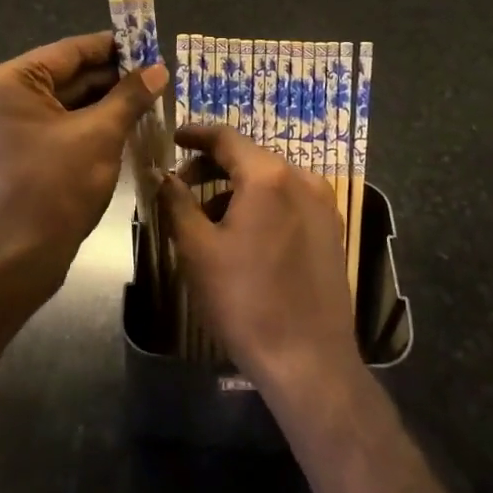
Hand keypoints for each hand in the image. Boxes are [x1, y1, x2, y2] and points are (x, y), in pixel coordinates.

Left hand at [0, 31, 167, 317]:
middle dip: (110, 77)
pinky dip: (84, 123)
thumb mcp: (100, 135)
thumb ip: (130, 96)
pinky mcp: (9, 152)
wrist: (15, 261)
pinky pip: (52, 125)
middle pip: (64, 76)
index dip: (113, 47)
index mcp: (7, 82)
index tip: (149, 43)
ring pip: (61, 103)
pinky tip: (121, 123)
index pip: (69, 51)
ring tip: (147, 97)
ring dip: (101, 101)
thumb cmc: (55, 188)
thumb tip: (159, 69)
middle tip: (155, 75)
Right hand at [158, 125, 360, 393]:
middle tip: (182, 183)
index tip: (173, 138)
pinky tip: (243, 234)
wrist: (307, 358)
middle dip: (213, 165)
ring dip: (236, 187)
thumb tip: (161, 174)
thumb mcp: (197, 249)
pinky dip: (262, 203)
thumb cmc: (244, 300)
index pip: (226, 137)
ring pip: (271, 180)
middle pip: (250, 157)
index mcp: (269, 176)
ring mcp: (323, 204)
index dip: (196, 134)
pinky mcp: (331, 229)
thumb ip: (176, 202)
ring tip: (207, 216)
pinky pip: (290, 200)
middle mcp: (302, 179)